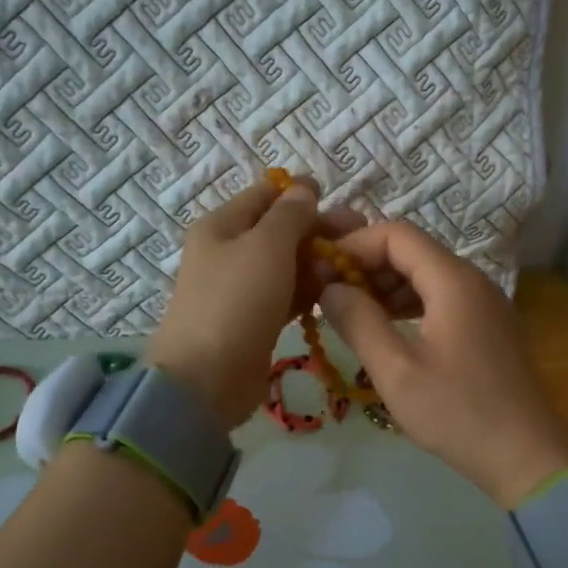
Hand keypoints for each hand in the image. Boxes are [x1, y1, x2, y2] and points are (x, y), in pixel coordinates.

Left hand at [148, 177, 361, 428]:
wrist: (206, 378)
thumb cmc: (236, 301)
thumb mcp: (266, 246)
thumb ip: (290, 215)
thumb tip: (304, 189)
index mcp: (222, 225)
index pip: (265, 194)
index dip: (301, 193)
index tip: (338, 200)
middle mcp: (229, 251)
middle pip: (280, 229)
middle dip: (319, 229)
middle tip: (361, 236)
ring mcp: (242, 288)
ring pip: (288, 264)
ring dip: (319, 261)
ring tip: (356, 266)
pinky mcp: (256, 319)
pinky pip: (288, 294)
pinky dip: (310, 290)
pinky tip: (337, 291)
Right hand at [318, 222, 567, 507]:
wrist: (525, 456)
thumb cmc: (457, 413)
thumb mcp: (396, 371)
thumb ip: (359, 322)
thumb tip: (330, 289)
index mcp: (454, 281)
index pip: (397, 234)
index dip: (354, 244)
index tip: (321, 271)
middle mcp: (474, 280)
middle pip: (413, 251)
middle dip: (368, 265)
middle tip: (329, 294)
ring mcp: (486, 303)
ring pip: (427, 275)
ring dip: (387, 286)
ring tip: (350, 313)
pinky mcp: (489, 326)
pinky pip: (443, 298)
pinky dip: (409, 304)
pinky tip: (386, 329)